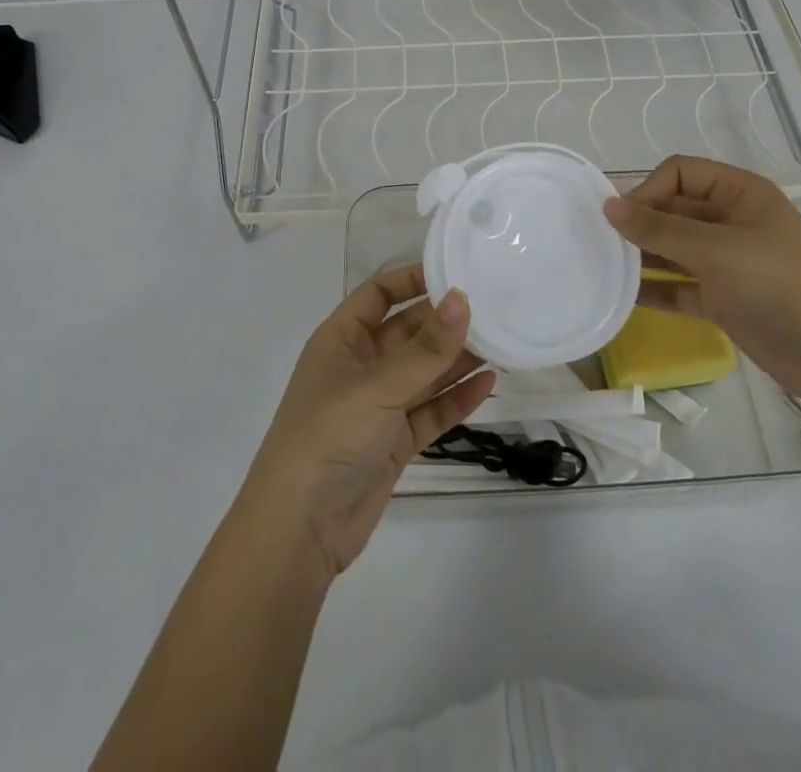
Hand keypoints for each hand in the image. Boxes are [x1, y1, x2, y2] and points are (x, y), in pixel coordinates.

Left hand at [239, 266, 494, 581]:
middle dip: (444, 321)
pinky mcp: (393, 441)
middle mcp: (360, 366)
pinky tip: (488, 383)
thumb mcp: (378, 386)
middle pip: (407, 332)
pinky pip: (430, 410)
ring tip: (501, 340)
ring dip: (457, 359)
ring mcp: (378, 406)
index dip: (411, 279)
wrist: (300, 531)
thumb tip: (463, 298)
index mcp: (341, 340)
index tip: (455, 271)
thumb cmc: (328, 436)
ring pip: (424, 372)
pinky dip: (456, 398)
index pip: (378, 294)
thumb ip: (426, 348)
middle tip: (492, 306)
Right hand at [602, 155, 800, 400]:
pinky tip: (625, 297)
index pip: (680, 173)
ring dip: (643, 256)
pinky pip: (680, 286)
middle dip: (640, 223)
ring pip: (674, 249)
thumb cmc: (778, 283)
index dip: (648, 189)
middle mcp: (731, 221)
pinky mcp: (724, 298)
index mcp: (739, 193)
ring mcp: (727, 262)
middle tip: (602, 242)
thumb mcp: (715, 250)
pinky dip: (656, 289)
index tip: (623, 218)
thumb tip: (608, 206)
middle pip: (673, 210)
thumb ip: (658, 229)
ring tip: (605, 267)